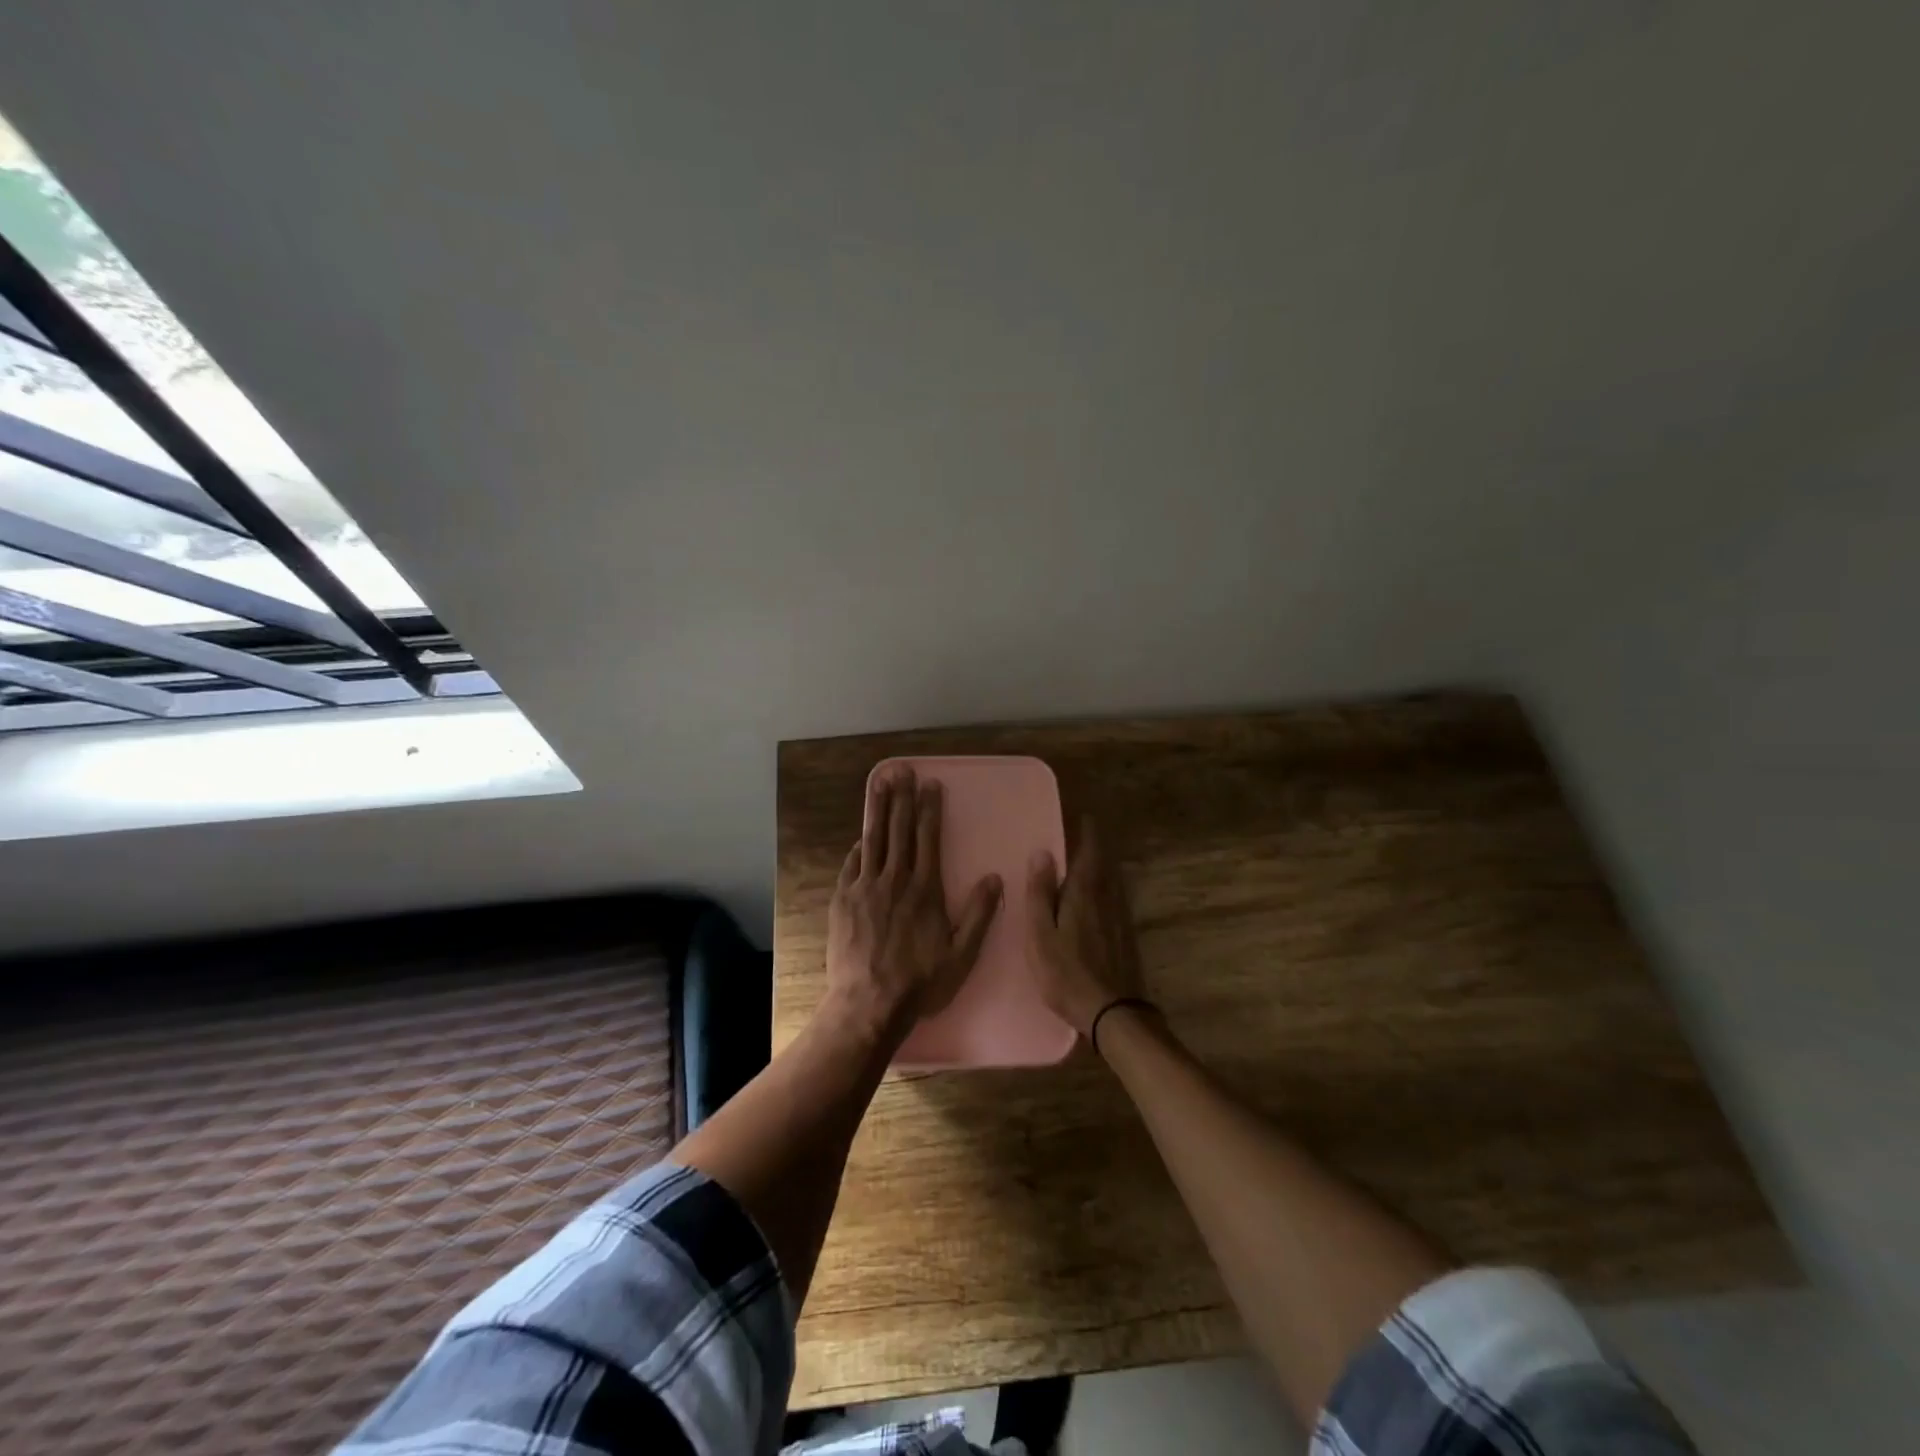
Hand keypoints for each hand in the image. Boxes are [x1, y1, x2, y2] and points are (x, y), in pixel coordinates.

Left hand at [824, 765, 1002, 1042]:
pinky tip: (861, 836)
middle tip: (902, 770)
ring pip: (873, 839)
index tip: (931, 785)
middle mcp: (895, 880)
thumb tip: (996, 878)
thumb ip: (979, 914)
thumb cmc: (920, 981)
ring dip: (878, 809)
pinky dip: (859, 847)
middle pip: (899, 830)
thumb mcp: (962, 955)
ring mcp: (865, 888)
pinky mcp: (843, 901)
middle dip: (902, 798)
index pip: (929, 838)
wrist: (869, 1004)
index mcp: (925, 889)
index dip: (930, 809)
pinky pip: (852, 865)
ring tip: (880, 783)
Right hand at [1025, 817, 1144, 1035]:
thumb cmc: (1067, 974)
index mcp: (1085, 894)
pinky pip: (1116, 901)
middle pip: (1105, 866)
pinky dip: (1108, 890)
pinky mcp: (1127, 938)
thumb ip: (1040, 894)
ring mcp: (1121, 919)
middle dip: (1097, 849)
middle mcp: (1108, 900)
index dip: (1089, 833)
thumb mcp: (1041, 935)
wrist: (1114, 1013)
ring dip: (1104, 868)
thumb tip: (1042, 853)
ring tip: (1091, 863)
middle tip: (1085, 836)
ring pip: (1113, 883)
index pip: (1090, 853)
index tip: (1086, 817)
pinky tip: (1101, 901)